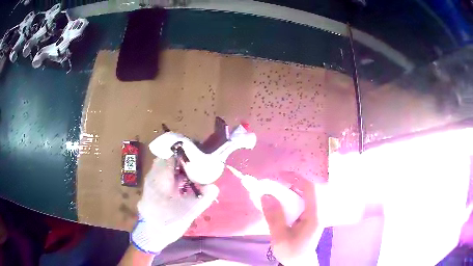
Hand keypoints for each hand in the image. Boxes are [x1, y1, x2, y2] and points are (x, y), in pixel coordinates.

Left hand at [131, 158, 218, 253]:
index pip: (171, 156)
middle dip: (181, 160)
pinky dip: (172, 176)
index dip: (184, 153)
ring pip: (164, 168)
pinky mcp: (151, 189)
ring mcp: (150, 182)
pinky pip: (162, 176)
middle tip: (196, 164)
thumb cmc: (168, 222)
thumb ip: (203, 198)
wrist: (151, 235)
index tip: (197, 155)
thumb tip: (214, 186)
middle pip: (167, 160)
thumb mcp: (188, 212)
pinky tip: (181, 185)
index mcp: (160, 178)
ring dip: (176, 168)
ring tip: (191, 174)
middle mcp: (153, 176)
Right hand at [261, 177, 319, 264]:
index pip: (310, 188)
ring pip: (306, 194)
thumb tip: (265, 195)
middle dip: (292, 183)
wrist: (300, 263)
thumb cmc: (292, 252)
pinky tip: (282, 203)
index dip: (297, 178)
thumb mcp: (280, 237)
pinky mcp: (311, 217)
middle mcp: (318, 211)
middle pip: (308, 189)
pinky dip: (292, 198)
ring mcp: (315, 214)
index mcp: (314, 215)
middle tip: (275, 184)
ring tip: (276, 191)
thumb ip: (274, 216)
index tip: (280, 175)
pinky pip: (303, 201)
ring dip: (291, 190)